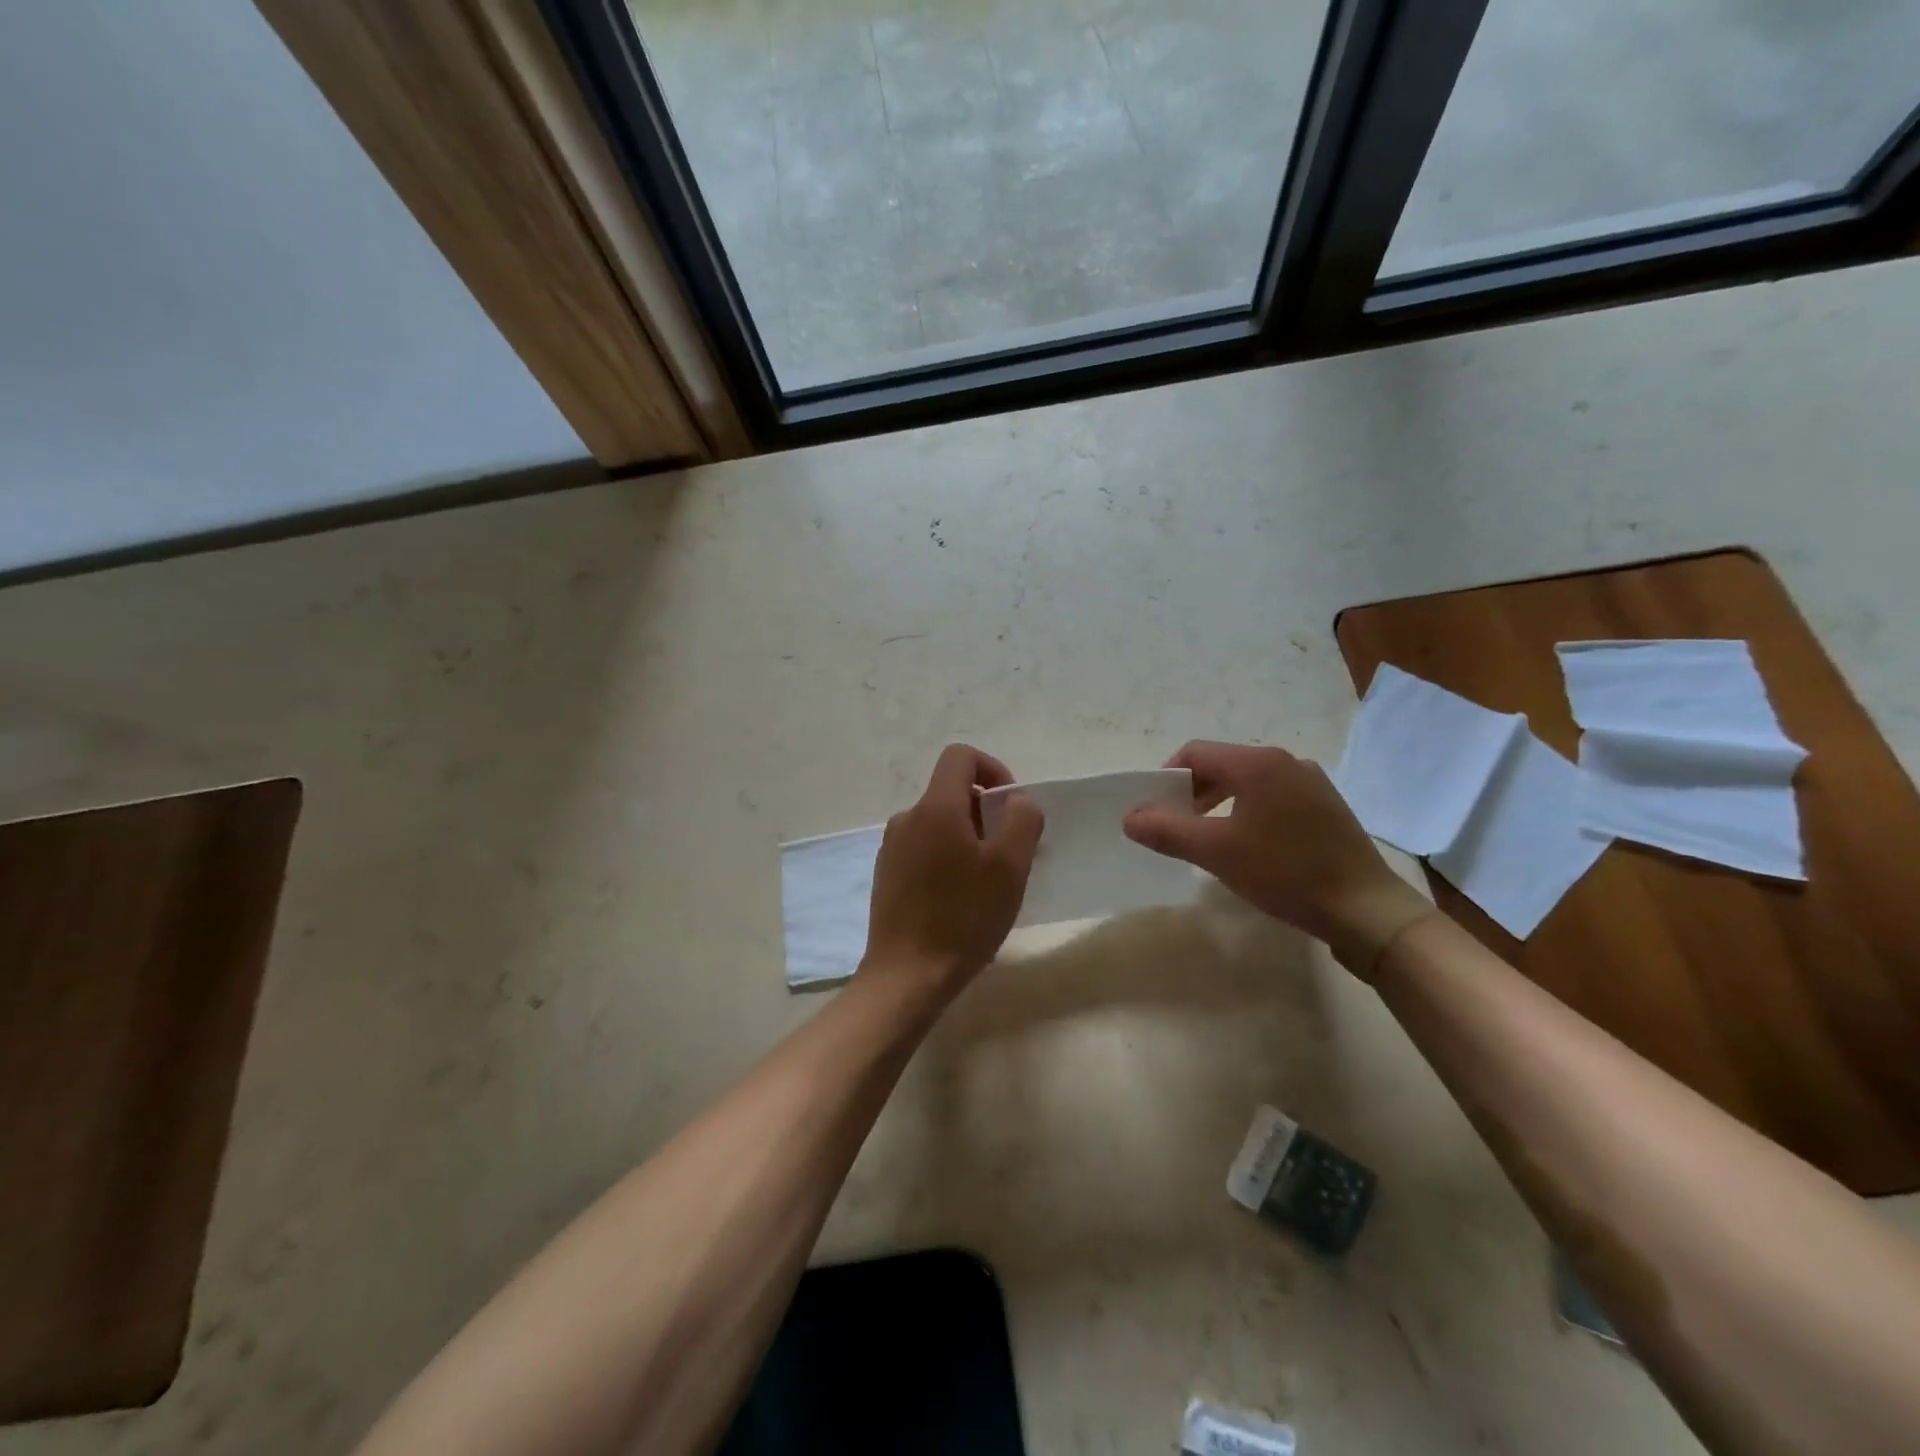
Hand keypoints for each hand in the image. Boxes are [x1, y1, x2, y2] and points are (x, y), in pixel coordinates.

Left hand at [861, 745, 1043, 999]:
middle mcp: (907, 819)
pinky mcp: (887, 875)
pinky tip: (960, 900)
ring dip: (968, 839)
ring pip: (940, 824)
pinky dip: (948, 859)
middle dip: (986, 813)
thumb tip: (1017, 800)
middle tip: (1009, 856)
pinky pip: (924, 849)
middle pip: (952, 793)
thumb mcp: (1009, 867)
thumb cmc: (963, 918)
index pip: (961, 757)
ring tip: (987, 884)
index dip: (993, 769)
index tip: (1012, 808)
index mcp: (935, 808)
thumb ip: (1021, 819)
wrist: (907, 976)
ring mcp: (891, 848)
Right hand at [1122, 741, 1432, 978]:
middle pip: (1222, 765)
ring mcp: (1311, 783)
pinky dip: (1249, 812)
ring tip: (1210, 839)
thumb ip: (1167, 830)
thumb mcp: (1216, 852)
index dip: (1166, 777)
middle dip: (1192, 793)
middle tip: (1177, 828)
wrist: (1366, 909)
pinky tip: (1251, 846)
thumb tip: (1130, 817)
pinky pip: (1273, 798)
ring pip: (1248, 783)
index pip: (1195, 753)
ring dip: (1219, 804)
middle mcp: (1285, 762)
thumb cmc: (1286, 872)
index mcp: (1257, 763)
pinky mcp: (1326, 807)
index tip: (1155, 811)